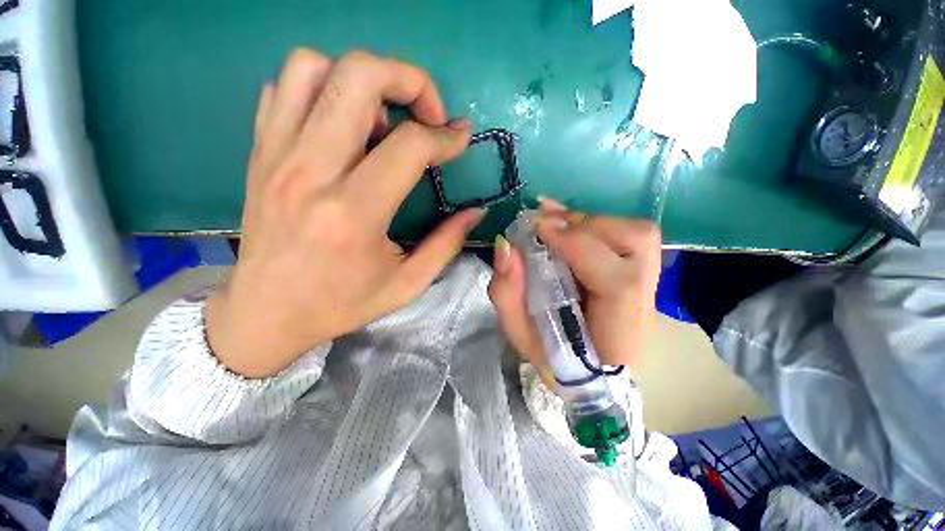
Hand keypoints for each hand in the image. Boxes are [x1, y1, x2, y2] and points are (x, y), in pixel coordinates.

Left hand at [205, 49, 484, 377]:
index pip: (409, 146)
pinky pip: (283, 88)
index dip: (445, 136)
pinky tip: (343, 125)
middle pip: (357, 77)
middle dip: (408, 80)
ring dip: (361, 78)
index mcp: (354, 214)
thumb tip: (476, 212)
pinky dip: (322, 89)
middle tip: (427, 112)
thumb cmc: (340, 303)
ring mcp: (276, 156)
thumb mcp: (407, 284)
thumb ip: (447, 244)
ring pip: (313, 67)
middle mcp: (311, 173)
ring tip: (382, 118)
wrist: (266, 313)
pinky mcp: (259, 153)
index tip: (460, 140)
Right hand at [488, 200, 661, 387]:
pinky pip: (628, 234)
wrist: (588, 368)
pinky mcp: (642, 272)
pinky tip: (567, 226)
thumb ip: (507, 293)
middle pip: (636, 243)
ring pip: (636, 232)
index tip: (537, 230)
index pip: (618, 282)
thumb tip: (506, 245)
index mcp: (618, 333)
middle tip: (543, 226)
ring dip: (590, 222)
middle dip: (583, 226)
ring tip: (554, 226)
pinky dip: (595, 224)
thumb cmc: (552, 356)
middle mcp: (644, 304)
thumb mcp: (519, 333)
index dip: (578, 246)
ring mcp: (649, 285)